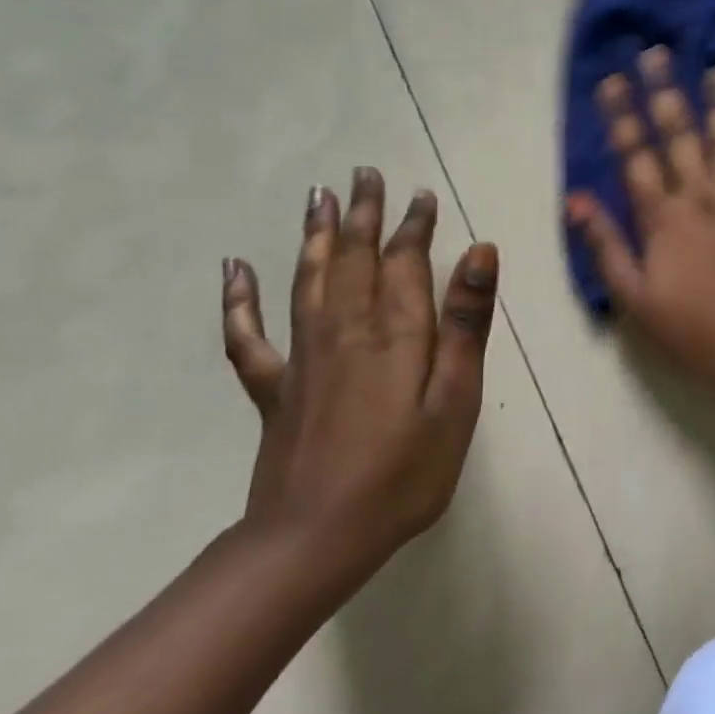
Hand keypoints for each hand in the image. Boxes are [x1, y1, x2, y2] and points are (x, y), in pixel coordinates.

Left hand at [220, 167, 499, 574]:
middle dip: (362, 215)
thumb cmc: (406, 471)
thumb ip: (465, 323)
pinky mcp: (277, 389)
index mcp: (395, 334)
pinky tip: (234, 269)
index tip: (420, 194)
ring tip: (318, 196)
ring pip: (309, 280)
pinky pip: (250, 336)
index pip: (404, 263)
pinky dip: (240, 300)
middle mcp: (346, 331)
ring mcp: (304, 359)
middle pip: (353, 259)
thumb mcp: (456, 398)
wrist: (317, 539)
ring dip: (315, 236)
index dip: (413, 226)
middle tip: (364, 174)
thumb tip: (480, 252)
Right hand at [568, 47, 714, 385]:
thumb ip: (606, 245)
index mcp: (664, 219)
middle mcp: (701, 198)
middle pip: (681, 135)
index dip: (622, 117)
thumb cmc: (691, 327)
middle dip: (665, 92)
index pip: (637, 157)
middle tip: (656, 54)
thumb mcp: (634, 298)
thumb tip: (576, 199)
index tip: (610, 81)